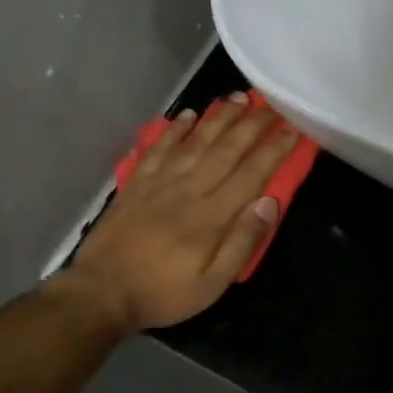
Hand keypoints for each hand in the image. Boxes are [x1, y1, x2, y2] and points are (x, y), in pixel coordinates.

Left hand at [65, 95, 297, 333]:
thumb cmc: (163, 293)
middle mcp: (189, 189)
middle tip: (272, 105)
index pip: (252, 174)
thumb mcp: (212, 284)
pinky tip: (188, 116)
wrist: (100, 294)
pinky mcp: (136, 184)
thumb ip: (242, 242)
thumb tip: (269, 202)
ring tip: (238, 98)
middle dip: (252, 125)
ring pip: (195, 142)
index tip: (293, 130)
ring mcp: (159, 183)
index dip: (274, 150)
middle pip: (226, 149)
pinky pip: (158, 149)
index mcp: (212, 216)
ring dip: (219, 118)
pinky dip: (174, 130)